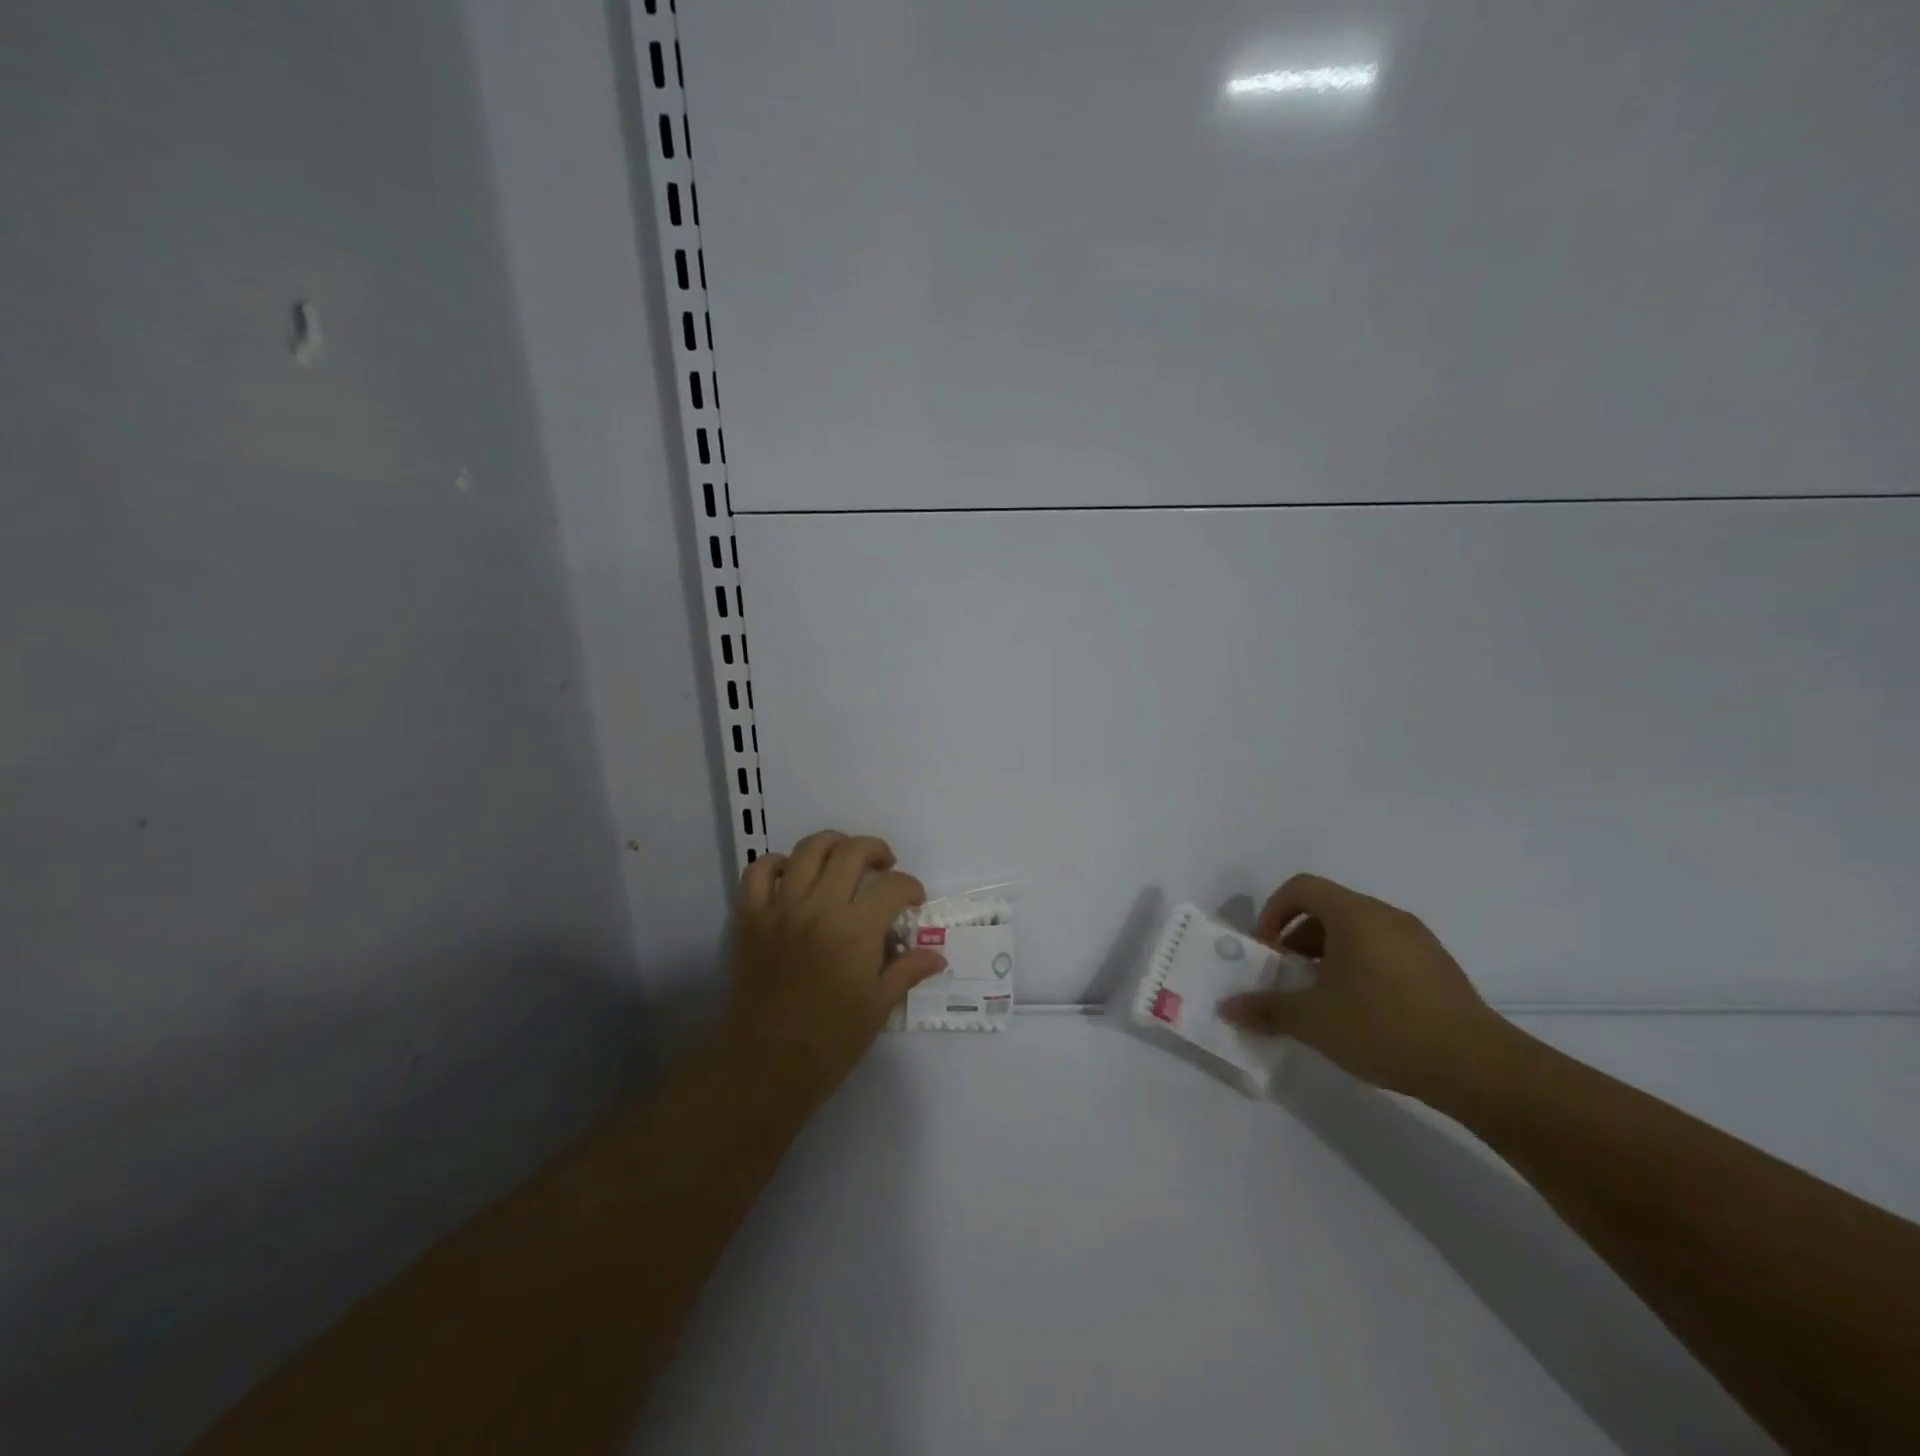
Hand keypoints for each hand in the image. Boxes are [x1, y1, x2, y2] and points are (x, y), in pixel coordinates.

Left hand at [720, 831, 947, 1106]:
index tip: (914, 900)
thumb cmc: (830, 1041)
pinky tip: (791, 874)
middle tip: (884, 866)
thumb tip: (937, 956)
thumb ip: (906, 971)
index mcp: (856, 930)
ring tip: (843, 859)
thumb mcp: (878, 1006)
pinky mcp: (750, 918)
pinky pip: (758, 873)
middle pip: (851, 852)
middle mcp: (819, 907)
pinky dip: (776, 864)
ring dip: (832, 845)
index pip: (892, 886)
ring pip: (807, 850)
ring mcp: (781, 909)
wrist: (765, 1066)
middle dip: (875, 850)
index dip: (910, 887)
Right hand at [1218, 873, 1505, 1102]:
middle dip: (1298, 938)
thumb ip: (1267, 1009)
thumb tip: (1227, 1008)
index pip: (1302, 888)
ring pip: (1357, 930)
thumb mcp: (1314, 1021)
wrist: (1477, 1067)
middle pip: (1328, 908)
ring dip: (1328, 953)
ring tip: (1323, 997)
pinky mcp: (1438, 966)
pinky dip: (1360, 965)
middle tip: (1289, 976)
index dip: (1274, 911)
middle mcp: (1386, 916)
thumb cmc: (1384, 1028)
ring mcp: (1417, 939)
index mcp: (1354, 915)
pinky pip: (1385, 949)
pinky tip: (1363, 1011)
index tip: (1267, 950)